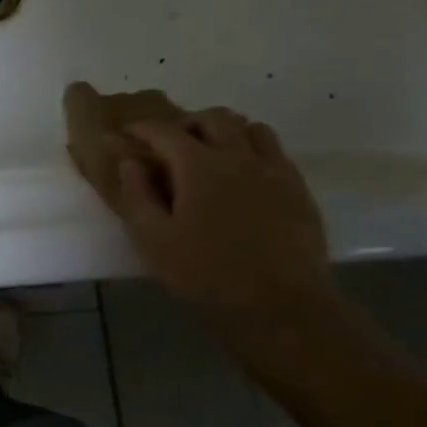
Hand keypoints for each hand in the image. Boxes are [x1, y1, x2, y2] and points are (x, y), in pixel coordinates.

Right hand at [65, 84, 332, 313]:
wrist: (282, 307)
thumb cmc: (207, 274)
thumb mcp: (154, 240)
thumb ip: (137, 196)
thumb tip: (130, 163)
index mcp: (199, 166)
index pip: (164, 132)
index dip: (142, 129)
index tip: (128, 133)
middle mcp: (239, 157)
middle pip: (214, 118)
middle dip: (187, 124)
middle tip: (171, 145)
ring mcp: (275, 171)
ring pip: (251, 129)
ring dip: (226, 132)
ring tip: (211, 154)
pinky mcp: (298, 190)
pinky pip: (275, 152)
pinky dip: (253, 150)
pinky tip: (244, 176)